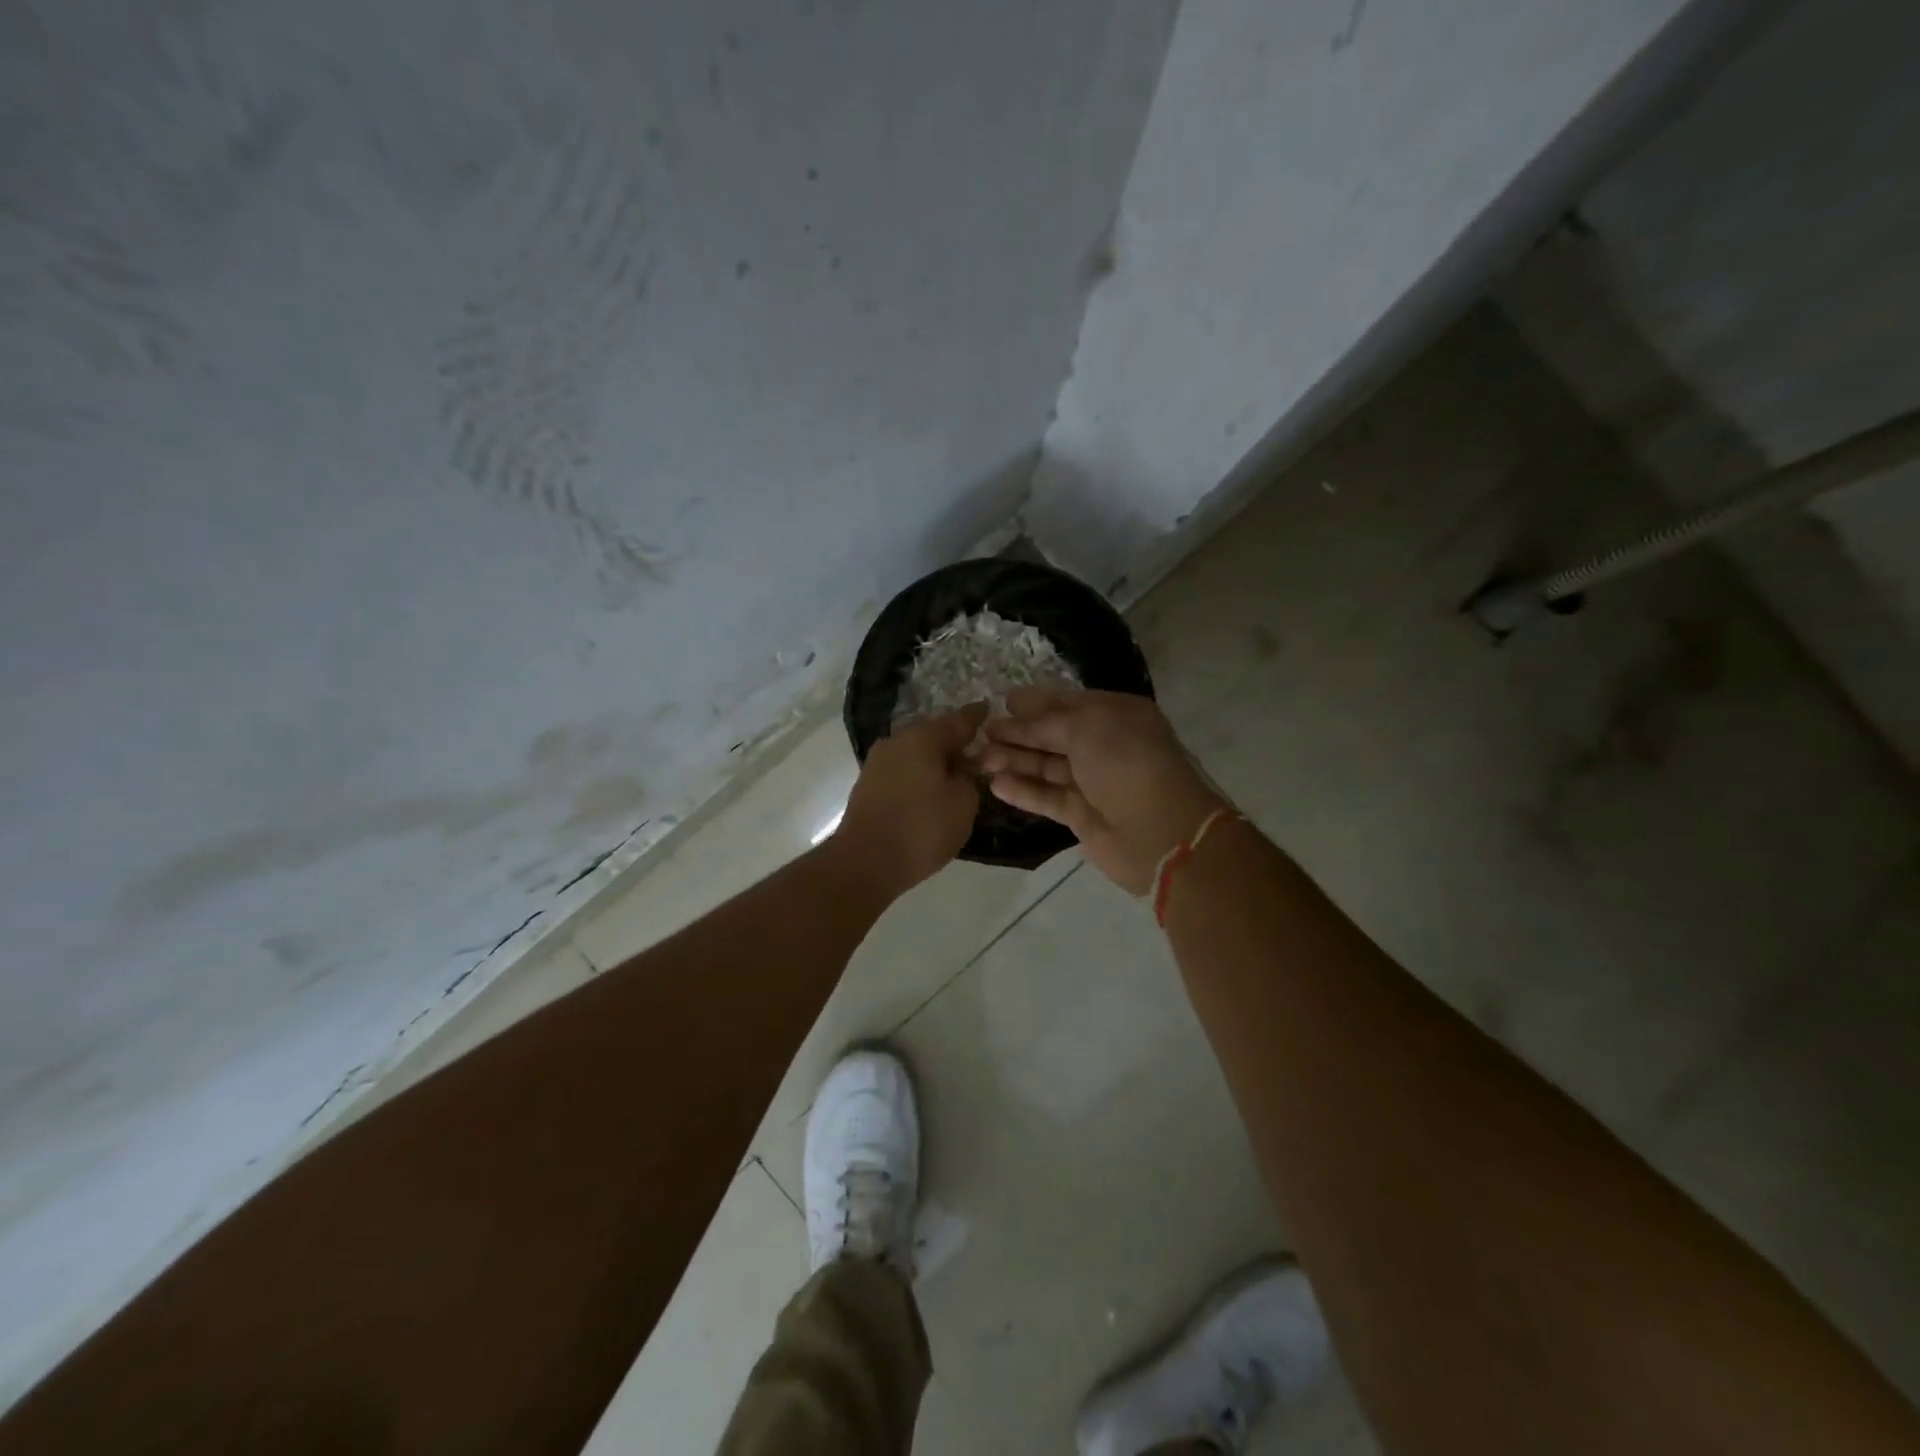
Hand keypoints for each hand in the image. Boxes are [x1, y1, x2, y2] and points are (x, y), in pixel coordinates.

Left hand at [832, 703, 988, 894]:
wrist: (865, 861)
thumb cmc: (921, 828)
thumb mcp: (963, 803)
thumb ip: (970, 778)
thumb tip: (964, 767)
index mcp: (923, 737)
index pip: (959, 720)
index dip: (977, 717)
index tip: (988, 709)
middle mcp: (897, 741)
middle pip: (934, 735)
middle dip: (955, 742)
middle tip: (978, 753)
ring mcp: (878, 763)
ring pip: (916, 754)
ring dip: (935, 761)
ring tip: (957, 775)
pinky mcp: (868, 785)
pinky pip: (903, 771)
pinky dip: (920, 776)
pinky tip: (932, 791)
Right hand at [978, 688, 1228, 894]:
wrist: (1160, 832)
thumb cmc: (1127, 763)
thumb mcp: (1088, 726)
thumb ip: (1048, 721)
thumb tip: (1017, 713)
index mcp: (1116, 715)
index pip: (1068, 702)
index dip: (1036, 702)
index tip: (1003, 701)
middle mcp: (1105, 745)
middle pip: (1054, 735)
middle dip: (1019, 732)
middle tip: (982, 732)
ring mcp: (1094, 782)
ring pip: (1047, 766)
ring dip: (1015, 761)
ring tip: (980, 758)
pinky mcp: (1082, 815)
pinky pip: (1048, 797)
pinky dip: (1023, 790)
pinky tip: (995, 784)